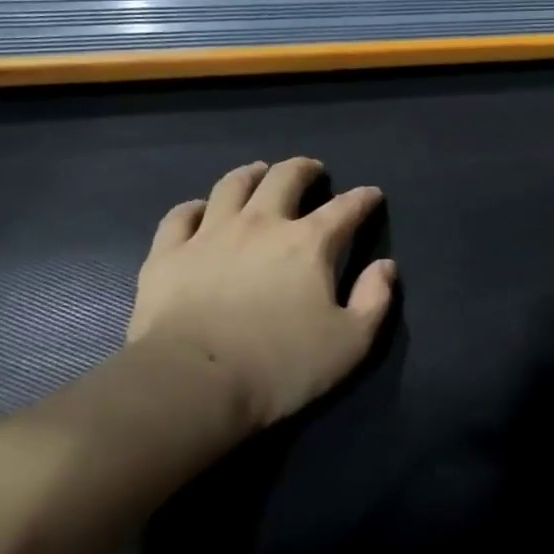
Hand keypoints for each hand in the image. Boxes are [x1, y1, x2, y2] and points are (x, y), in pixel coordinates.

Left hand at [126, 158, 396, 431]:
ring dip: (251, 174)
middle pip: (285, 178)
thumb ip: (375, 299)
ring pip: (232, 186)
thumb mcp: (351, 343)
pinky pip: (180, 216)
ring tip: (259, 173)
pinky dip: (194, 208)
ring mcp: (210, 235)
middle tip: (312, 171)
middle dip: (304, 170)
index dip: (363, 198)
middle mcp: (261, 224)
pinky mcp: (168, 254)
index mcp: (310, 243)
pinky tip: (199, 210)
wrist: (193, 384)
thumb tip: (385, 267)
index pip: (346, 208)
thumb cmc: (280, 366)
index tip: (371, 195)